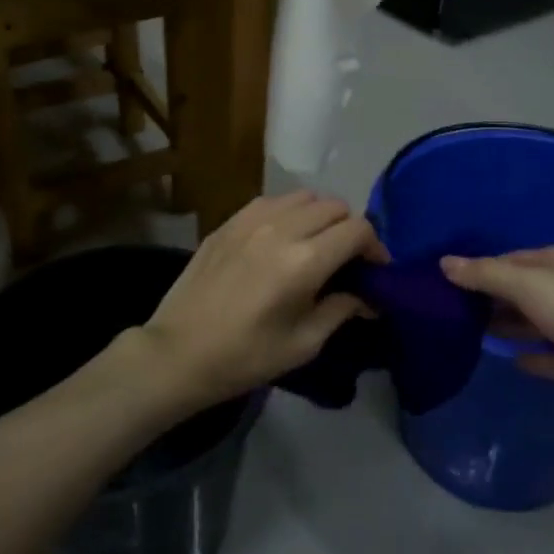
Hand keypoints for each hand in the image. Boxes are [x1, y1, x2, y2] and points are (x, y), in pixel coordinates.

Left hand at [131, 191, 385, 407]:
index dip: (375, 247)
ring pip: (304, 196)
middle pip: (335, 206)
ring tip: (314, 244)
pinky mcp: (229, 221)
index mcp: (304, 261)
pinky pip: (272, 201)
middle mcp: (281, 228)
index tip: (374, 270)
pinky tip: (281, 239)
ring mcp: (251, 219)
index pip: (358, 229)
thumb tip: (368, 297)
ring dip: (320, 216)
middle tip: (346, 259)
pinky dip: (288, 213)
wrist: (178, 353)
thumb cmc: (245, 357)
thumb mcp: (303, 344)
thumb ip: (341, 310)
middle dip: (349, 229)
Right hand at [439, 247, 553, 426]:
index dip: (478, 268)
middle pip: (517, 291)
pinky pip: (544, 356)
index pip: (508, 260)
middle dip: (486, 297)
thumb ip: (485, 274)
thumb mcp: (527, 284)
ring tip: (462, 331)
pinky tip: (503, 359)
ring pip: (528, 322)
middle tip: (445, 308)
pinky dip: (526, 356)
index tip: (444, 281)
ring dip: (502, 325)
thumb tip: (443, 263)